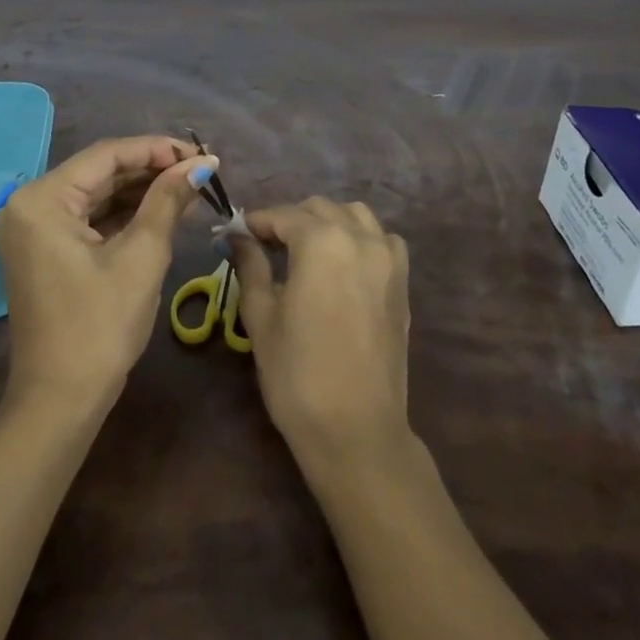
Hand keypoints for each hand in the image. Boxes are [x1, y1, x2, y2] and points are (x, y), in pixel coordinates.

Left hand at [0, 135, 214, 410]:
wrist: (61, 402)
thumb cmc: (100, 326)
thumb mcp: (141, 256)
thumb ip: (168, 200)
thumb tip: (202, 164)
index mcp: (42, 199)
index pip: (107, 155)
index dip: (157, 149)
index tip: (202, 154)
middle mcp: (29, 204)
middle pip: (100, 172)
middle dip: (152, 169)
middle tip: (201, 170)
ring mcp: (34, 228)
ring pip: (97, 194)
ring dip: (142, 190)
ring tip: (190, 186)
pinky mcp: (44, 249)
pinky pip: (88, 217)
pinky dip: (124, 213)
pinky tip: (162, 209)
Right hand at [229, 198, 411, 464]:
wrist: (356, 430)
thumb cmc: (298, 373)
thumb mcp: (261, 317)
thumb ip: (251, 266)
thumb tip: (239, 237)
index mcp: (321, 241)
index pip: (283, 215)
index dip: (257, 222)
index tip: (237, 233)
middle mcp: (359, 237)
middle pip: (320, 208)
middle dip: (290, 219)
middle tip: (265, 245)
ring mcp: (387, 258)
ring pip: (355, 215)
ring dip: (328, 222)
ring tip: (306, 249)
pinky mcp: (402, 282)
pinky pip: (383, 240)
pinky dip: (362, 238)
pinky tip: (345, 263)